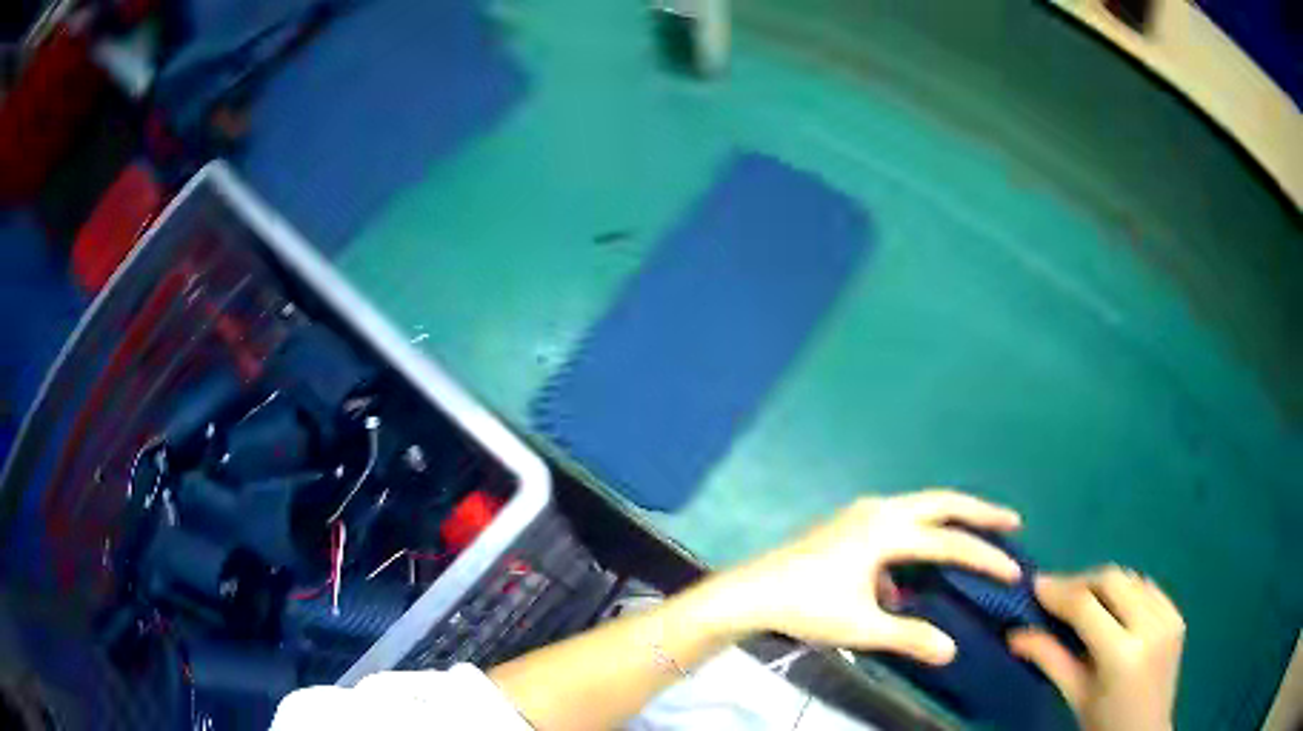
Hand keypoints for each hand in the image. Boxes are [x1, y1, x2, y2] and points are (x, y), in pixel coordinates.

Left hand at [716, 490, 1021, 664]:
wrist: (749, 593)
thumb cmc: (806, 608)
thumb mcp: (861, 628)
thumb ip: (909, 637)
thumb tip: (951, 651)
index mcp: (886, 530)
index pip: (950, 542)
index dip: (985, 557)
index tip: (1015, 571)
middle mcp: (879, 510)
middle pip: (942, 502)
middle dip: (980, 512)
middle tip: (1012, 523)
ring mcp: (861, 512)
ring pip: (920, 507)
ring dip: (951, 519)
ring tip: (977, 535)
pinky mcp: (849, 523)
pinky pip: (899, 520)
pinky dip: (922, 533)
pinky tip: (918, 568)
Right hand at [1008, 567, 1184, 730]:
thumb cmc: (1104, 724)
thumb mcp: (1075, 696)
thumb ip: (1049, 660)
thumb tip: (1014, 634)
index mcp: (1122, 655)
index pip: (1087, 606)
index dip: (1059, 591)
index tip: (1036, 585)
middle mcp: (1151, 626)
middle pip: (1113, 580)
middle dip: (1081, 581)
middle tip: (1056, 593)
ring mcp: (1169, 617)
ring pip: (1132, 579)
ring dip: (1104, 584)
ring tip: (1082, 601)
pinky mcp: (1178, 614)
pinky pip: (1149, 589)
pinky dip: (1127, 591)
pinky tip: (1113, 608)